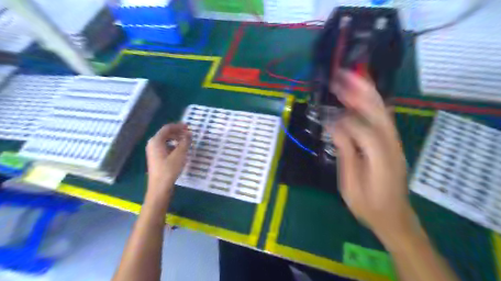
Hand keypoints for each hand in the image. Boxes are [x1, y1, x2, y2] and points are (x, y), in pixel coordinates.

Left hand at [147, 122, 191, 199]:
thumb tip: (189, 133)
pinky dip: (173, 145)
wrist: (159, 187)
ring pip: (165, 140)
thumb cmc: (169, 169)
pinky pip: (165, 147)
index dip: (178, 126)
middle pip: (166, 134)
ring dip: (176, 139)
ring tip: (186, 141)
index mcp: (156, 141)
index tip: (188, 126)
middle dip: (178, 132)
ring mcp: (153, 151)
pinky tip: (180, 150)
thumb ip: (185, 142)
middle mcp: (152, 144)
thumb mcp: (180, 154)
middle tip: (189, 134)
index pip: (167, 128)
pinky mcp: (156, 158)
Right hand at [332, 72, 416, 243]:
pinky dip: (370, 104)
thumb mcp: (351, 186)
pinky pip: (382, 118)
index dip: (345, 121)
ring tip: (348, 79)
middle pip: (378, 111)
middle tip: (341, 76)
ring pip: (382, 111)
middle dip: (360, 91)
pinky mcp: (391, 143)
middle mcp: (392, 145)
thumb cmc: (369, 206)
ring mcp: (394, 142)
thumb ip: (346, 154)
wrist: (394, 217)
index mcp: (381, 158)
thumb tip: (336, 128)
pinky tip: (360, 96)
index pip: (364, 130)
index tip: (328, 119)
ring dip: (365, 93)